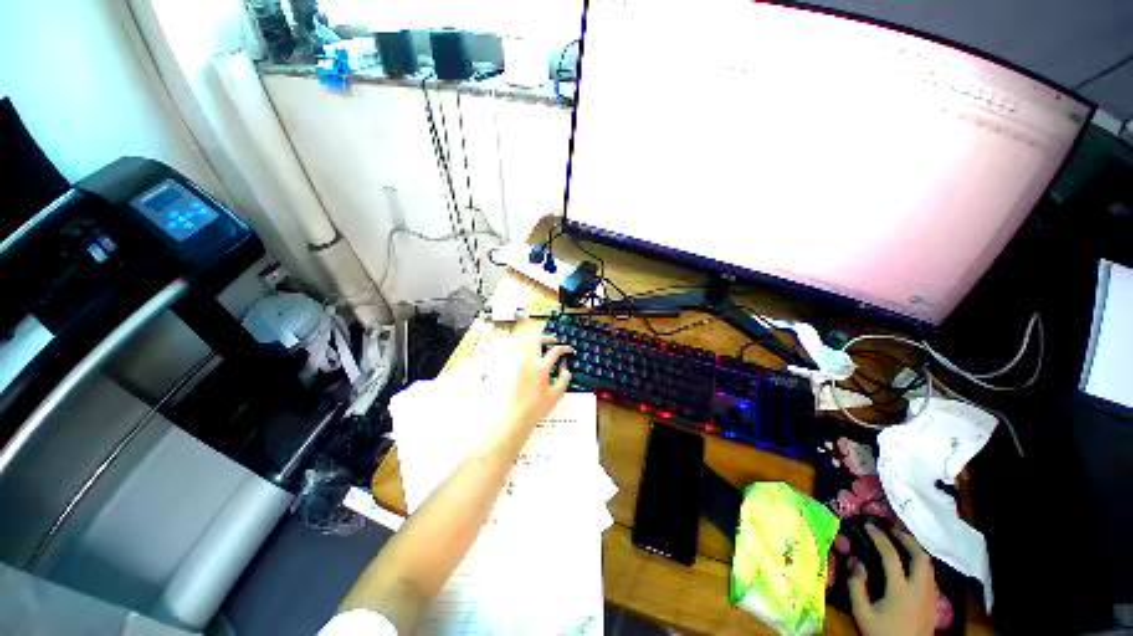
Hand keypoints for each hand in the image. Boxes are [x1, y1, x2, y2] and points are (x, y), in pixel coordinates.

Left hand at [502, 335, 572, 435]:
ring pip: (528, 345)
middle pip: (536, 340)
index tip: (569, 350)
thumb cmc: (537, 406)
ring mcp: (521, 365)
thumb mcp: (557, 393)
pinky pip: (524, 353)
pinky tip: (538, 360)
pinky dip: (532, 351)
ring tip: (546, 349)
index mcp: (541, 367)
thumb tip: (565, 369)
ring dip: (538, 343)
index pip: (555, 350)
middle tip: (554, 341)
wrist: (519, 414)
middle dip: (546, 337)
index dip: (564, 348)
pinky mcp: (517, 370)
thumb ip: (564, 378)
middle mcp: (530, 362)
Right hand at [849, 524, 937, 635]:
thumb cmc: (881, 634)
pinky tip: (910, 566)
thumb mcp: (861, 613)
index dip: (879, 537)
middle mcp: (920, 590)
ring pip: (929, 566)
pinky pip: (931, 577)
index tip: (868, 525)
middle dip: (906, 539)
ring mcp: (931, 597)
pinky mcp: (935, 604)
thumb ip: (856, 586)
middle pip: (920, 557)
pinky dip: (921, 564)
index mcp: (901, 591)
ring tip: (902, 543)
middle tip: (892, 529)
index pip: (891, 556)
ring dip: (916, 550)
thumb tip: (856, 561)